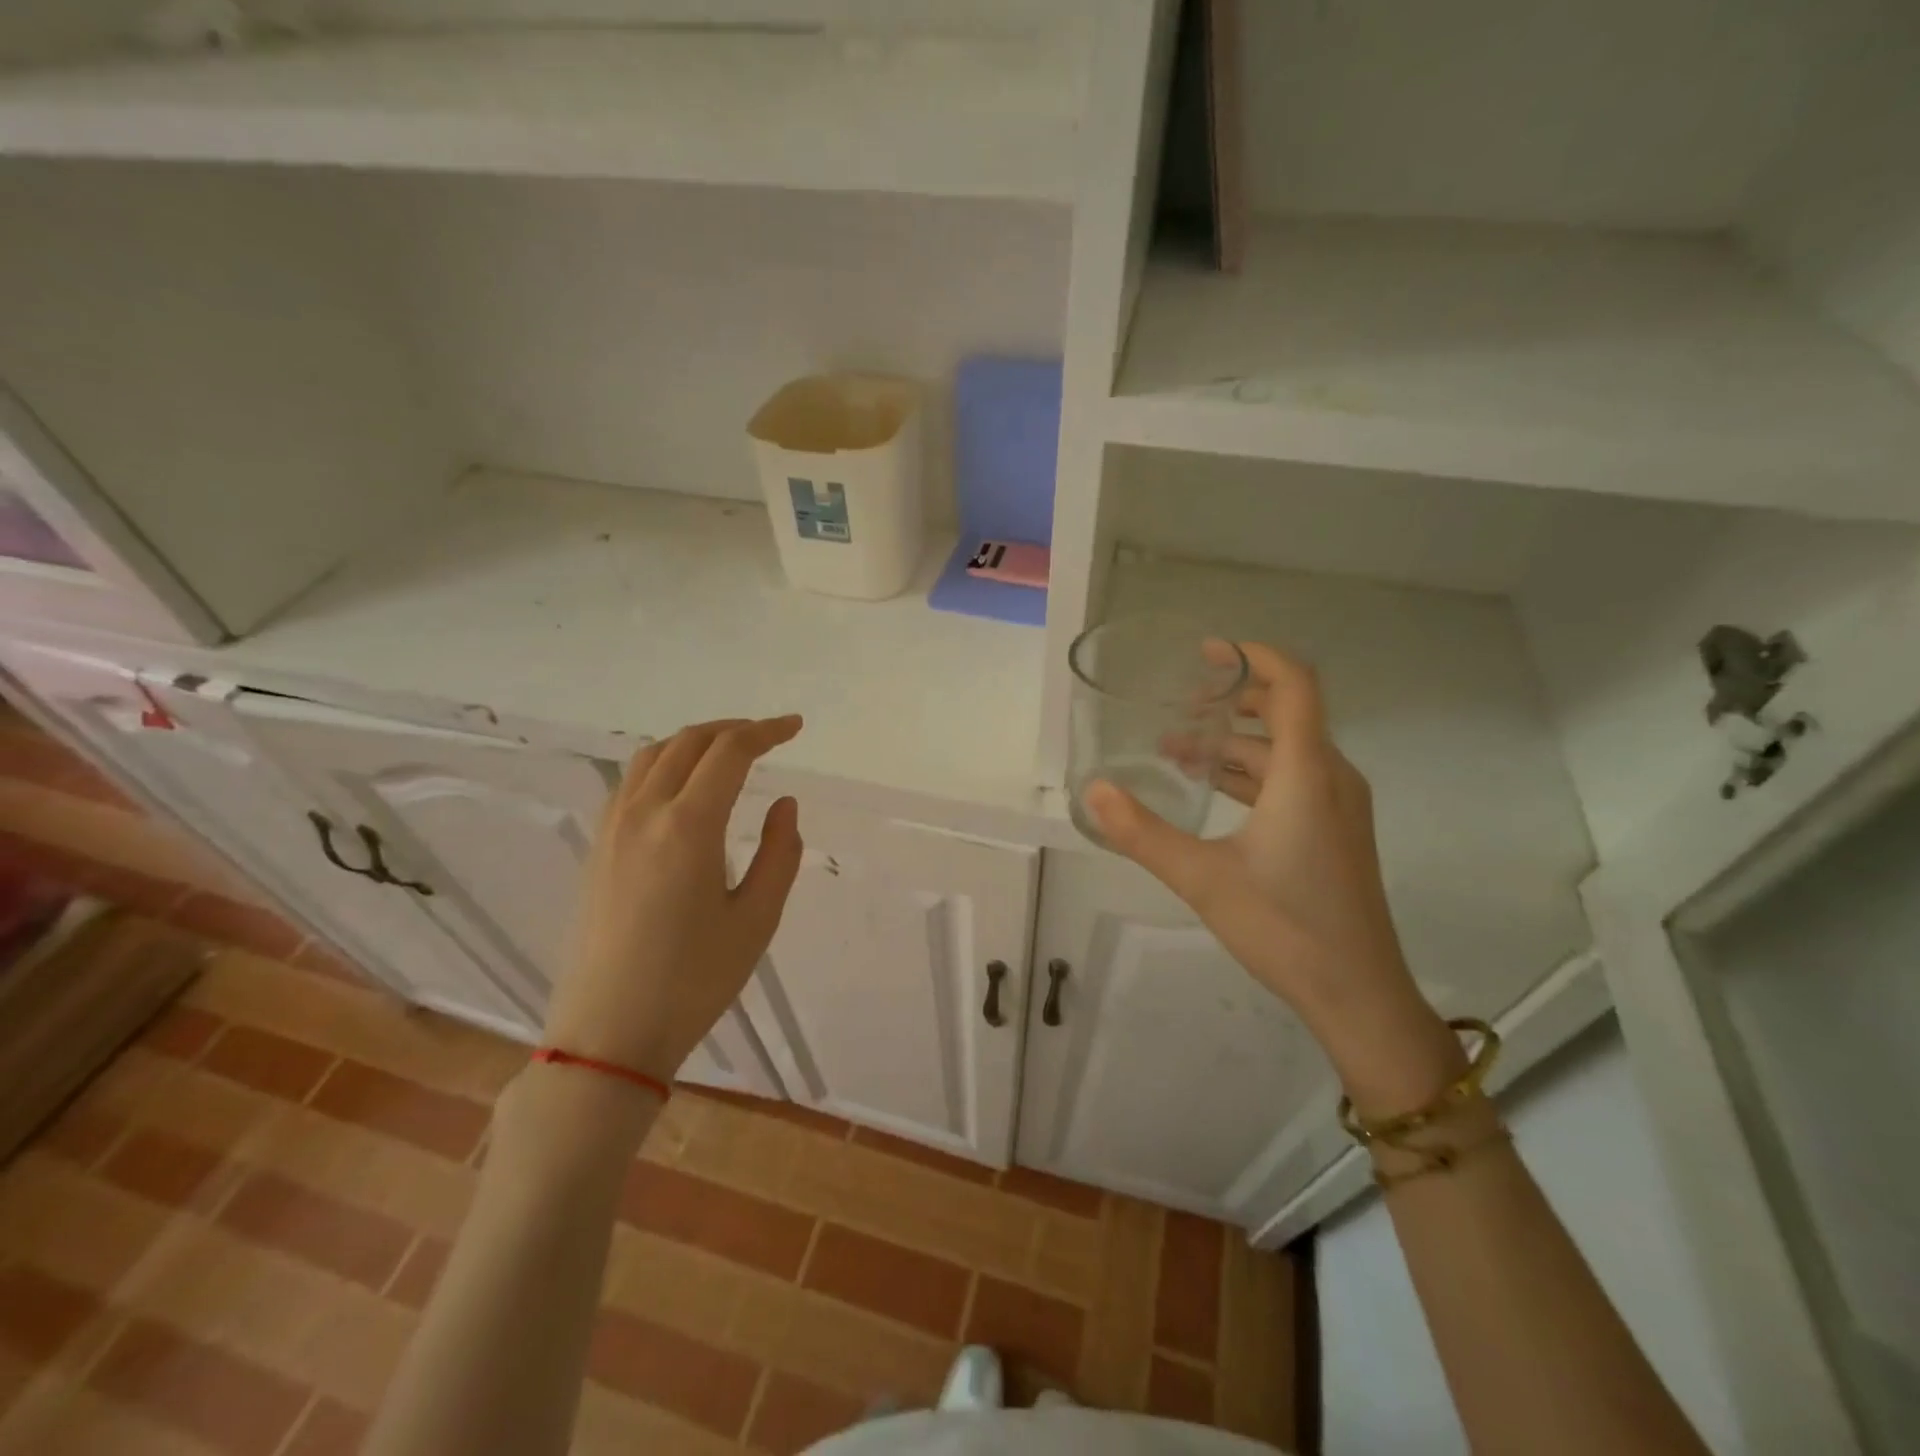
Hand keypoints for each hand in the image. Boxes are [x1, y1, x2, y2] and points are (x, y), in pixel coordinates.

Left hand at [545, 717, 803, 1083]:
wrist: (608, 1034)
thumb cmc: (693, 981)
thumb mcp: (757, 919)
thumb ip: (781, 853)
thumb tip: (783, 804)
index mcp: (688, 826)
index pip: (730, 752)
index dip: (766, 731)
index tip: (795, 727)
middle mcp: (644, 813)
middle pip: (689, 742)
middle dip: (733, 730)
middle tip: (768, 737)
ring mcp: (612, 828)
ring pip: (653, 755)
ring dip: (695, 741)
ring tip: (728, 753)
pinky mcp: (597, 848)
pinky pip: (630, 781)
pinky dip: (664, 763)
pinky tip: (681, 787)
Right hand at [1087, 643, 1463, 1114]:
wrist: (1357, 993)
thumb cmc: (1285, 927)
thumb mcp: (1202, 877)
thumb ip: (1142, 833)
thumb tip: (1094, 791)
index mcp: (1307, 773)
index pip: (1293, 684)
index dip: (1253, 656)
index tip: (1206, 652)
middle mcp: (1331, 777)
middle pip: (1287, 712)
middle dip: (1232, 700)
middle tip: (1178, 706)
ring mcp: (1339, 806)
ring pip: (1286, 750)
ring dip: (1234, 743)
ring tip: (1177, 751)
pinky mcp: (1335, 832)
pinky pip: (1292, 779)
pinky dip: (1250, 772)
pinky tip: (1211, 791)